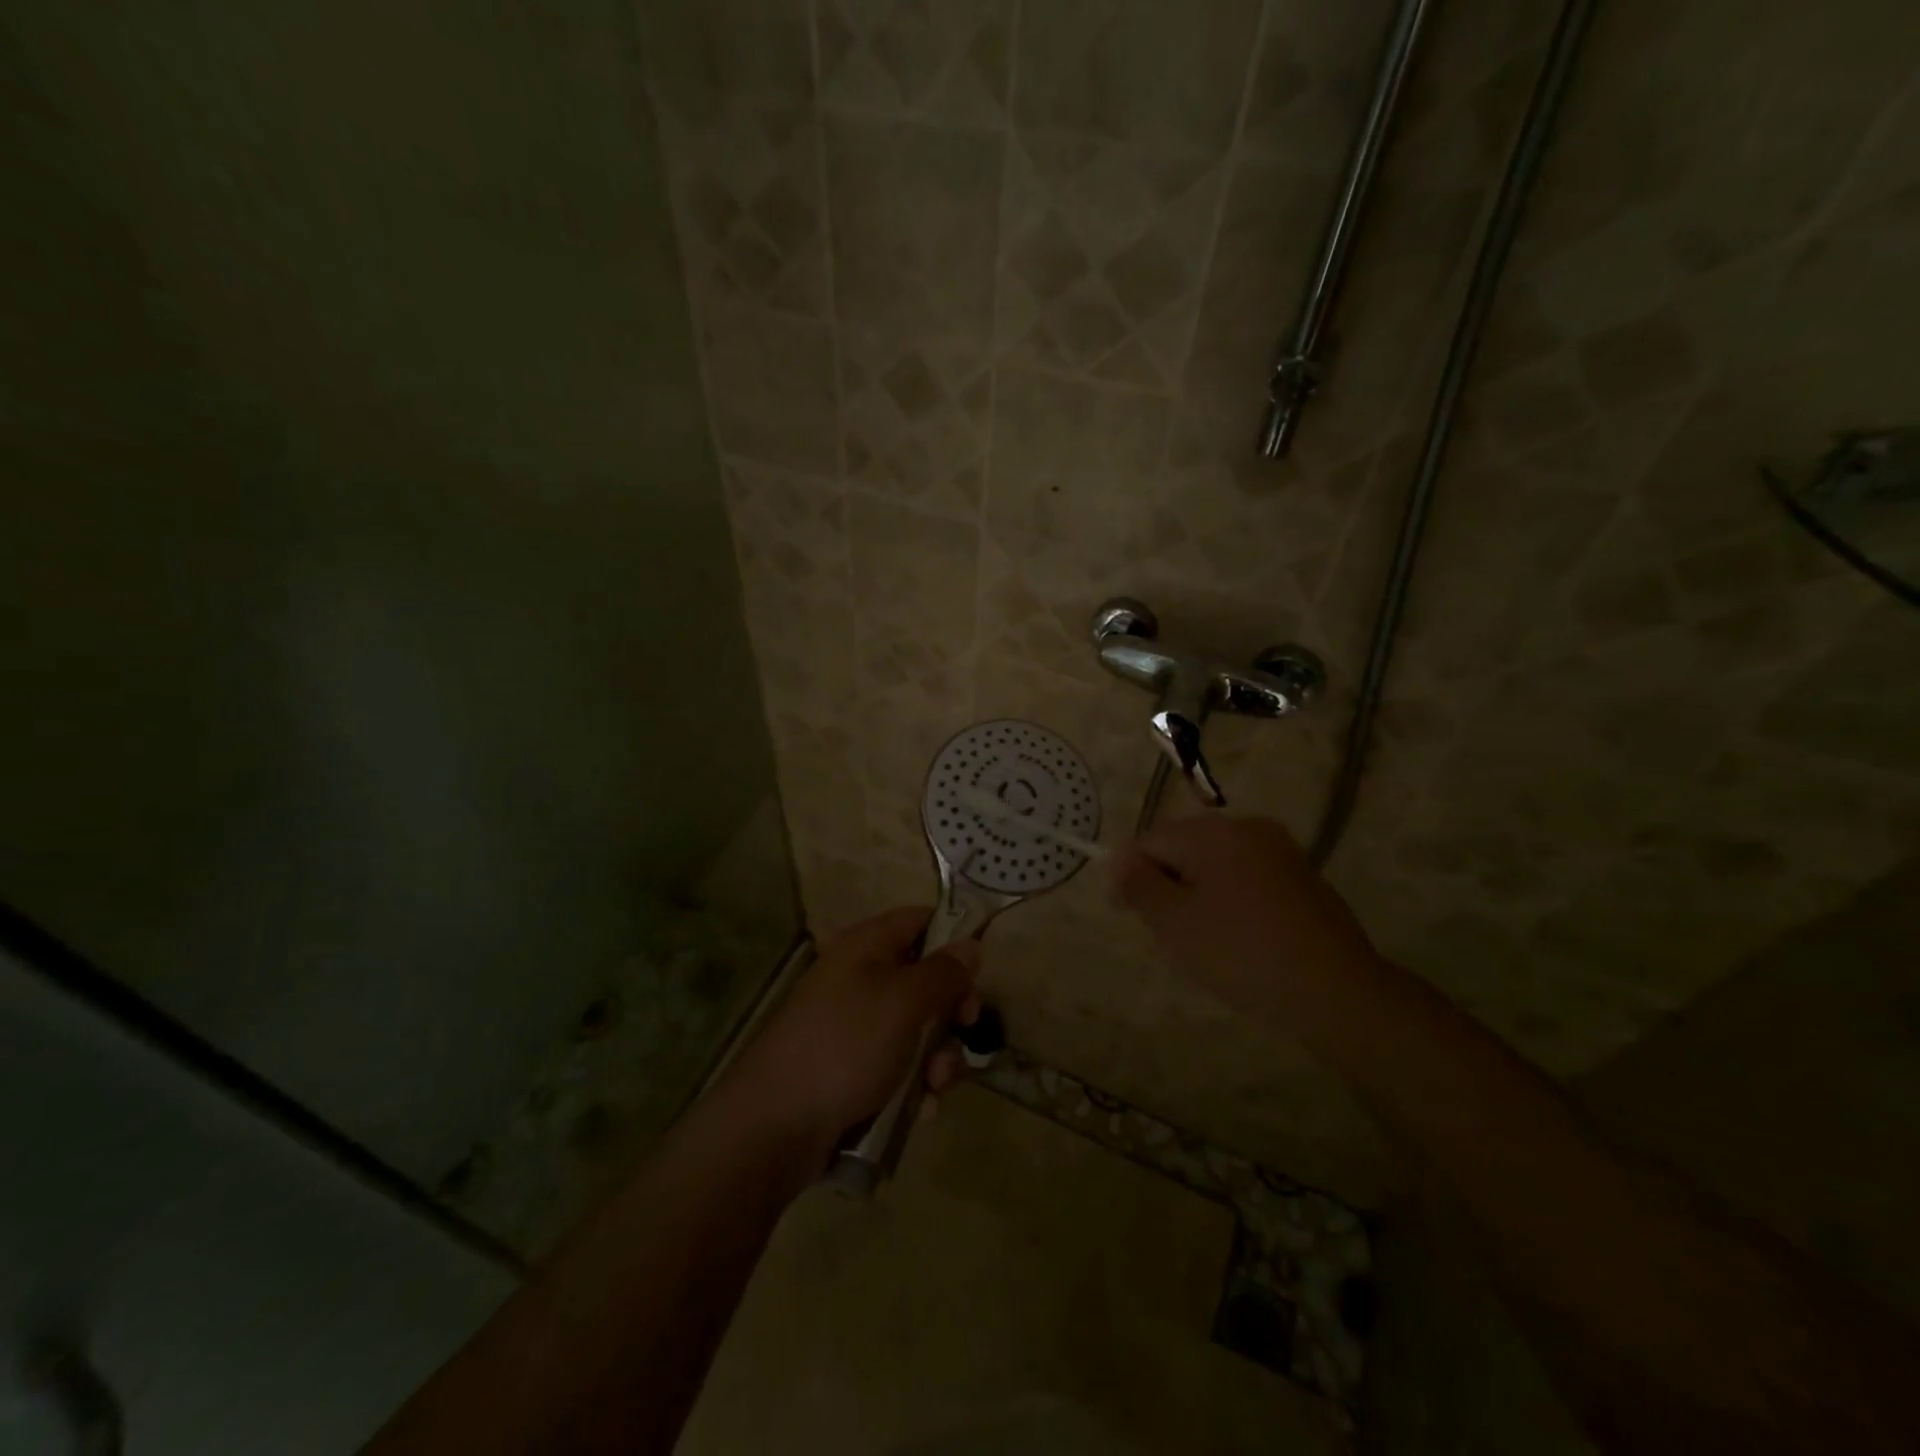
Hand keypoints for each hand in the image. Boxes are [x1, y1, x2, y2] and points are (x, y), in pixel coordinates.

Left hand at [721, 907, 980, 1160]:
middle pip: (925, 979)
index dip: (953, 939)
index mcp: (867, 946)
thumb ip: (943, 972)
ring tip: (933, 1086)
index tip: (977, 973)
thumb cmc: (846, 1046)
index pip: (920, 920)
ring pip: (917, 1028)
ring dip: (937, 1057)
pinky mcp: (852, 1068)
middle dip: (950, 1011)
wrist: (775, 1125)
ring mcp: (855, 1025)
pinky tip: (916, 1111)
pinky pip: (898, 1065)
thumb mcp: (905, 1002)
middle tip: (963, 1031)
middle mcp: (861, 978)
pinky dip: (913, 1085)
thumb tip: (970, 944)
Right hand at [1114, 813, 1378, 1017]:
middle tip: (1161, 930)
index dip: (1127, 872)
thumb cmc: (1242, 953)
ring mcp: (1279, 851)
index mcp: (1213, 833)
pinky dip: (1227, 898)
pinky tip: (1234, 938)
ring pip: (1214, 863)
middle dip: (1163, 882)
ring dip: (1194, 892)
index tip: (1122, 911)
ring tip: (1197, 939)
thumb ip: (1139, 886)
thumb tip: (1119, 863)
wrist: (1335, 990)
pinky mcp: (1301, 876)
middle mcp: (1247, 828)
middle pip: (1183, 846)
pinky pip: (1245, 877)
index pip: (1150, 840)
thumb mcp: (1175, 923)